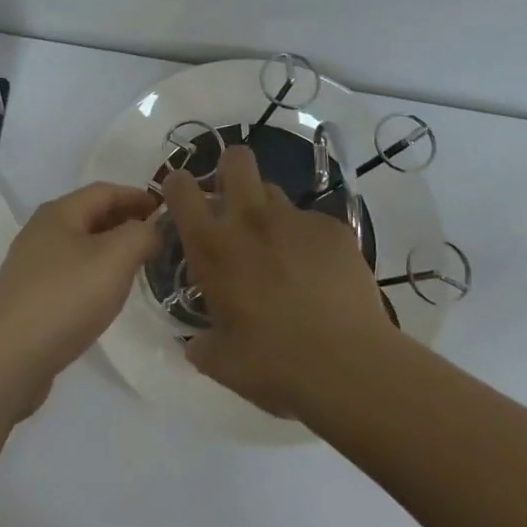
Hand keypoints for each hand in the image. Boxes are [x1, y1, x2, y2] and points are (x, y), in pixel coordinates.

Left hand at [0, 182, 161, 411]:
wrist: (8, 359)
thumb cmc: (65, 298)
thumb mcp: (115, 258)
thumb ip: (141, 235)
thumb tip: (152, 229)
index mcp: (59, 213)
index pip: (105, 191)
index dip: (138, 196)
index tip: (167, 209)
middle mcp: (41, 232)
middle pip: (91, 215)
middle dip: (125, 221)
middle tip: (158, 237)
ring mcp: (32, 266)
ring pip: (81, 246)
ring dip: (111, 249)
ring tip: (139, 265)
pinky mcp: (30, 298)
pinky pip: (71, 274)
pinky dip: (95, 273)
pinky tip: (107, 294)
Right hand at [163, 146, 394, 418]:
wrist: (348, 366)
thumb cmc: (273, 364)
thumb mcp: (221, 362)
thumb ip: (201, 343)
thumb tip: (196, 342)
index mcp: (212, 247)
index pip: (181, 189)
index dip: (178, 184)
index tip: (182, 198)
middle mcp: (250, 220)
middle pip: (237, 160)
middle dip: (231, 169)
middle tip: (234, 203)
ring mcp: (296, 220)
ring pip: (275, 192)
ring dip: (269, 213)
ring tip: (281, 251)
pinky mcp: (335, 229)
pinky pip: (313, 223)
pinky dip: (310, 242)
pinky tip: (321, 276)